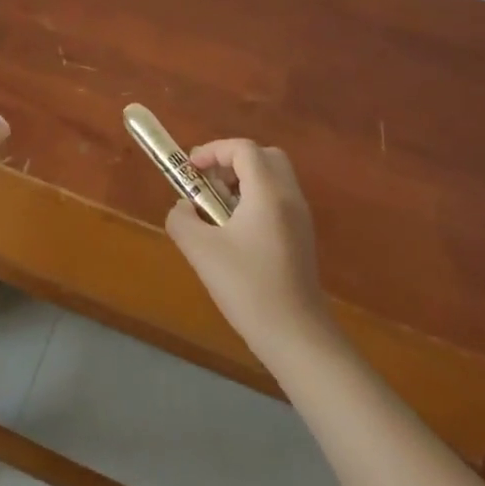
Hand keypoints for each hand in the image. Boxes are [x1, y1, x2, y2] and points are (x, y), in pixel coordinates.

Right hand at [165, 139, 332, 366]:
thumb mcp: (201, 251)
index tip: (191, 170)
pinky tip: (236, 233)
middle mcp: (289, 197)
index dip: (213, 151)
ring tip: (218, 209)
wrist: (296, 337)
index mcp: (268, 193)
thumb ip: (182, 220)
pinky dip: (256, 200)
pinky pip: (278, 200)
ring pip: (273, 178)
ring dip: (244, 181)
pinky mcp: (302, 238)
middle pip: (264, 156)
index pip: (243, 149)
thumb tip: (183, 208)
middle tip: (209, 182)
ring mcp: (300, 218)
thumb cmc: (248, 288)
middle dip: (232, 161)